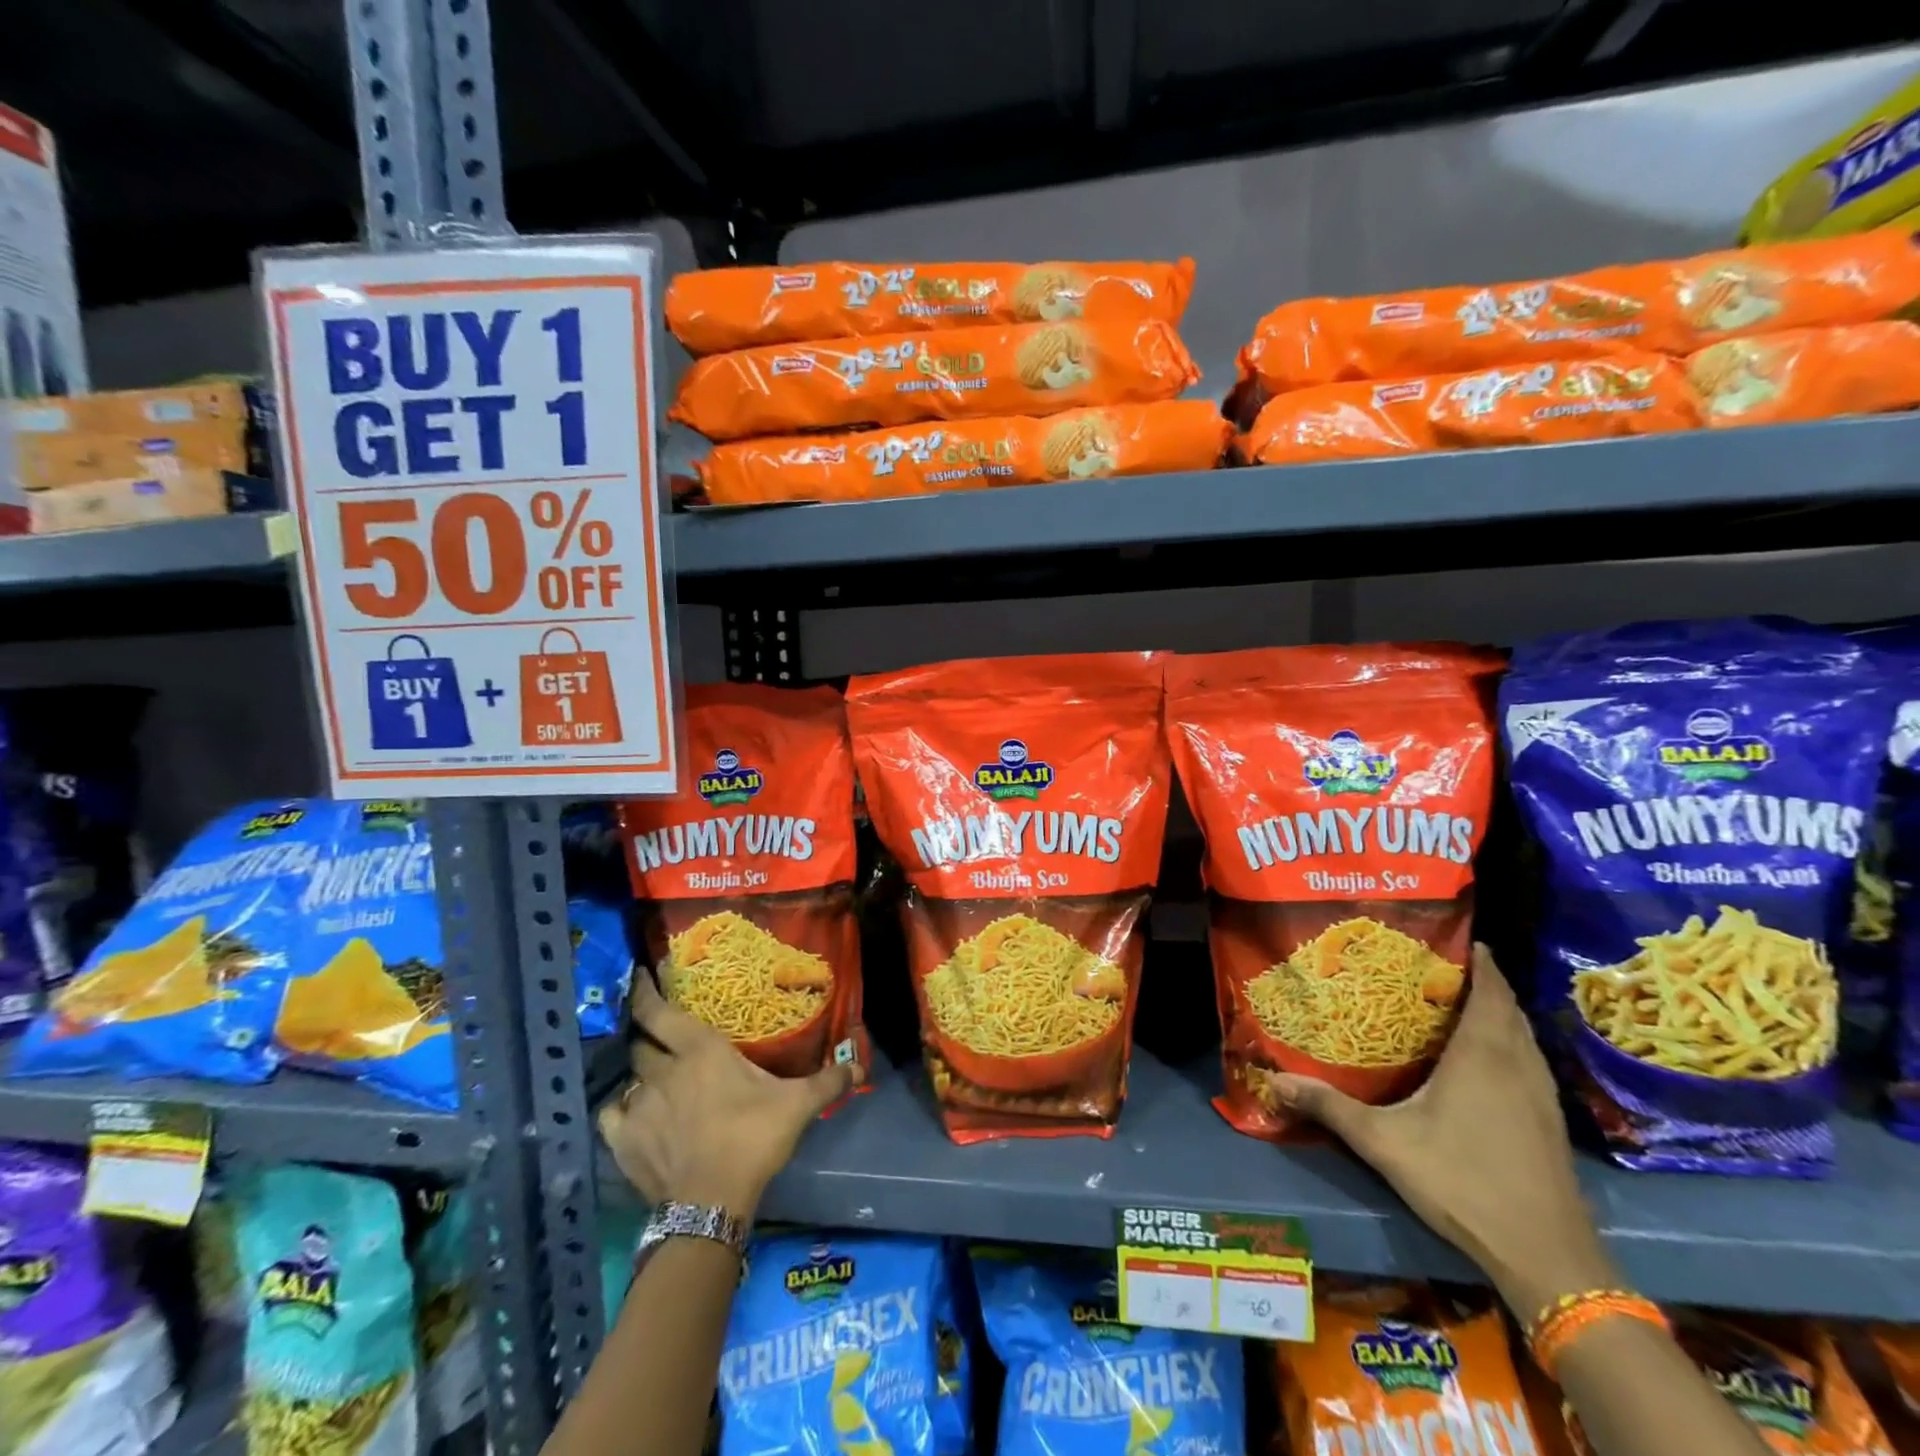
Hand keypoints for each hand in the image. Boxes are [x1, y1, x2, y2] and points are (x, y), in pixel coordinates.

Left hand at [598, 970, 861, 1220]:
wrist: (712, 1203)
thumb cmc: (753, 1138)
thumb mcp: (797, 1106)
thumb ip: (827, 1082)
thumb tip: (860, 1068)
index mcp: (700, 1051)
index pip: (658, 1012)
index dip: (644, 992)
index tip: (639, 977)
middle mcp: (664, 1071)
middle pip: (640, 1043)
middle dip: (645, 1035)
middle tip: (655, 1032)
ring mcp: (639, 1106)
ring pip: (628, 1077)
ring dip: (638, 1073)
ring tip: (650, 1078)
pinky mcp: (623, 1141)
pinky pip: (612, 1113)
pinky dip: (619, 1109)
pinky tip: (631, 1114)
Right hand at [1264, 944, 1617, 1322]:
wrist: (1547, 1257)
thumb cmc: (1463, 1182)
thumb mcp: (1384, 1143)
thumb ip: (1329, 1107)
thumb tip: (1273, 1079)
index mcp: (1482, 1054)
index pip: (1490, 988)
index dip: (1476, 958)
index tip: (1450, 936)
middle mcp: (1517, 1062)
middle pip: (1506, 1005)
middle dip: (1480, 979)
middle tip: (1434, 964)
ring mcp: (1540, 1092)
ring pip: (1521, 1033)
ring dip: (1496, 1010)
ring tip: (1453, 1000)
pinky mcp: (1549, 1119)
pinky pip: (1527, 1058)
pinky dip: (1507, 1040)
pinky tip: (1480, 1057)